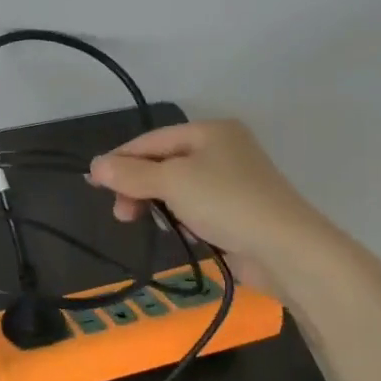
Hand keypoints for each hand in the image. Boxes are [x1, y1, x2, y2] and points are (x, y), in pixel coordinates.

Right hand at [87, 120, 335, 292]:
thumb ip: (130, 174)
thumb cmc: (226, 203)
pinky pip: (197, 208)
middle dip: (139, 187)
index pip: (151, 140)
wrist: (287, 249)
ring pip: (178, 188)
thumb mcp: (171, 183)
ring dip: (159, 205)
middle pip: (164, 164)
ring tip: (151, 225)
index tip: (93, 184)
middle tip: (122, 214)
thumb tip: (94, 165)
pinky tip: (185, 234)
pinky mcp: (239, 210)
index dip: (120, 160)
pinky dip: (184, 219)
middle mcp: (223, 149)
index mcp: (210, 131)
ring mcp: (233, 181)